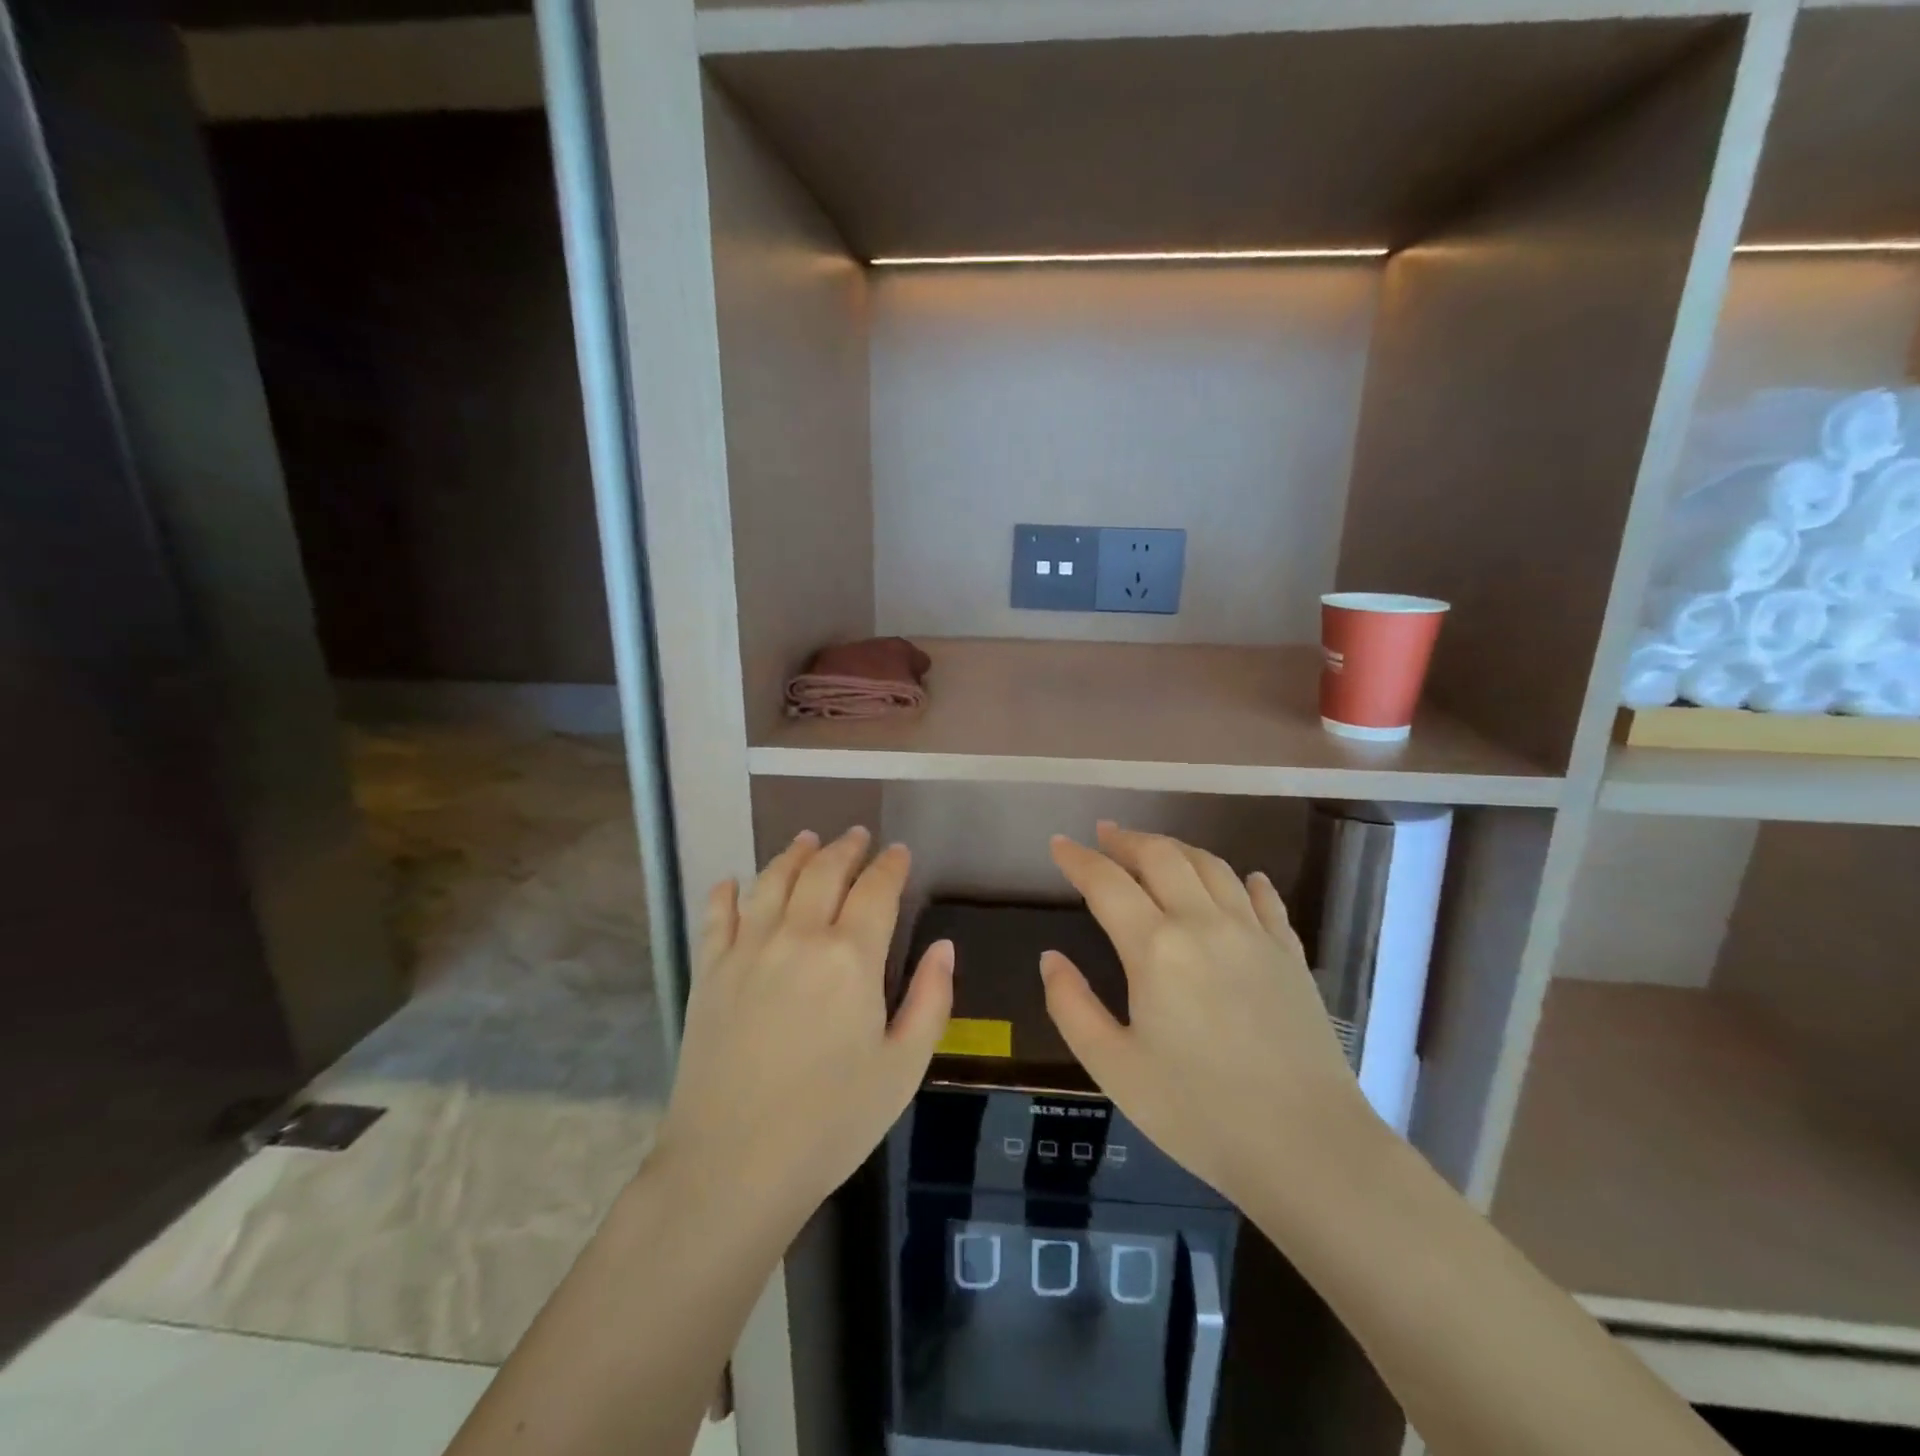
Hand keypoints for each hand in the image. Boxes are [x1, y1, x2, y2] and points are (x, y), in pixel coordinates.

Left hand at [655, 827, 953, 1226]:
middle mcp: (798, 936)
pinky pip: (716, 916)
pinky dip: (727, 892)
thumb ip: (931, 1000)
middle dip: (845, 848)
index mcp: (851, 956)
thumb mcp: (902, 1068)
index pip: (877, 888)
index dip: (891, 865)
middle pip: (823, 871)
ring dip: (793, 854)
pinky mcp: (709, 972)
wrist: (732, 1166)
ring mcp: (747, 950)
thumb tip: (943, 946)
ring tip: (806, 840)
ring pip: (772, 881)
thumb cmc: (831, 1121)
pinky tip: (733, 882)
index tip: (899, 852)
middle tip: (857, 836)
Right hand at [1042, 822, 1375, 1206]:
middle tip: (1105, 834)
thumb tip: (1050, 958)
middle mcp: (1203, 923)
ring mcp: (1254, 934)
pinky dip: (1244, 879)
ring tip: (1156, 848)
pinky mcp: (1290, 954)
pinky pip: (1264, 898)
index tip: (1059, 844)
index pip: (1106, 882)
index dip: (1078, 859)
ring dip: (1177, 848)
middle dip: (1127, 840)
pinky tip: (1242, 879)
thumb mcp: (1114, 1068)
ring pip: (1212, 866)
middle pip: (1161, 856)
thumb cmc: (1198, 1112)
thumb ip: (1071, 1006)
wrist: (1308, 1147)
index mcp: (1155, 947)